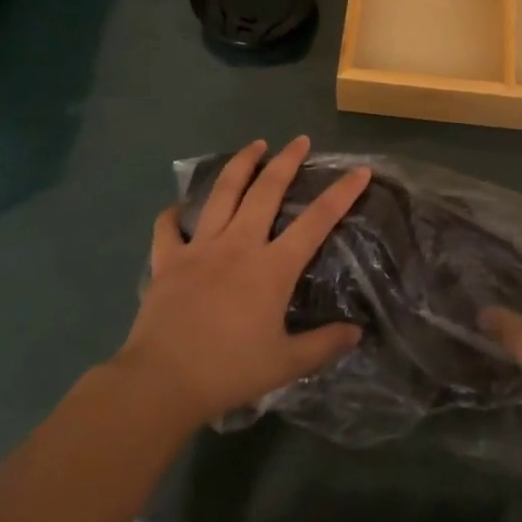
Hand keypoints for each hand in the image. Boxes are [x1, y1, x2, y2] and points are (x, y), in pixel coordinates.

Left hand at [113, 137, 369, 430]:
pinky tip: (179, 208)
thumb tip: (356, 333)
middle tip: (300, 140)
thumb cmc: (229, 370)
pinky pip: (169, 227)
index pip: (316, 221)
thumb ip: (323, 345)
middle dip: (286, 161)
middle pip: (266, 191)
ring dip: (241, 165)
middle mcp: (238, 245)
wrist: (162, 382)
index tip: (359, 171)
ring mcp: (200, 248)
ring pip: (222, 193)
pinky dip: (174, 214)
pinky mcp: (168, 260)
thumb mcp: (285, 364)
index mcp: (272, 267)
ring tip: (254, 145)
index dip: (341, 194)